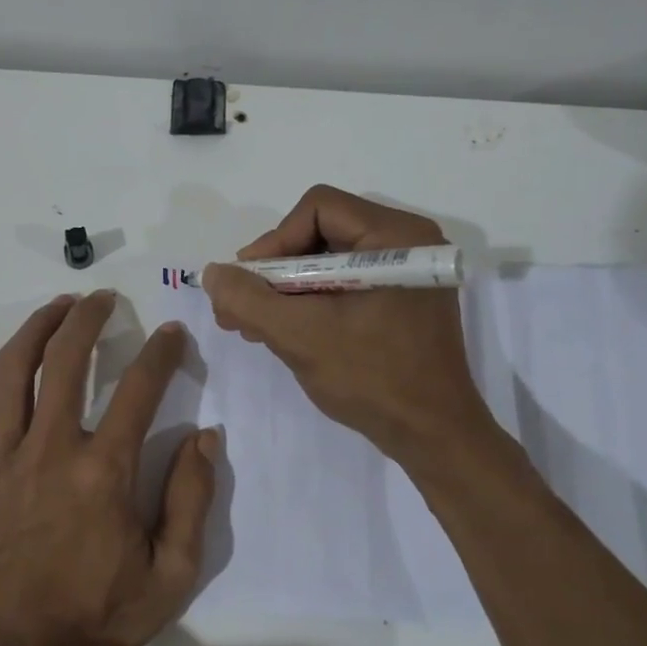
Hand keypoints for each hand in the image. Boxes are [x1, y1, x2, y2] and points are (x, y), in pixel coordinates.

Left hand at [0, 291, 218, 645]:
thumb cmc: (95, 620)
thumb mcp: (170, 576)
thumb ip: (192, 502)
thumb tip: (205, 436)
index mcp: (104, 472)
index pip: (140, 390)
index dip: (160, 353)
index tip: (170, 334)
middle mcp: (50, 450)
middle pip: (68, 361)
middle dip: (89, 319)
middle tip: (101, 300)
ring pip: (12, 373)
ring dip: (36, 329)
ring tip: (55, 306)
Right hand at [201, 185, 499, 463]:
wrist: (433, 436)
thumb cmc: (372, 378)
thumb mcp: (300, 335)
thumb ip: (249, 299)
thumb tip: (213, 273)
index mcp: (396, 237)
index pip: (318, 209)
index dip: (274, 241)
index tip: (250, 283)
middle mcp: (407, 243)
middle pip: (321, 233)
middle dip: (274, 271)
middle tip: (239, 307)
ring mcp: (406, 274)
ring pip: (328, 261)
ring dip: (286, 290)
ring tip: (251, 325)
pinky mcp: (401, 300)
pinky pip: (345, 284)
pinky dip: (310, 302)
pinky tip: (281, 331)